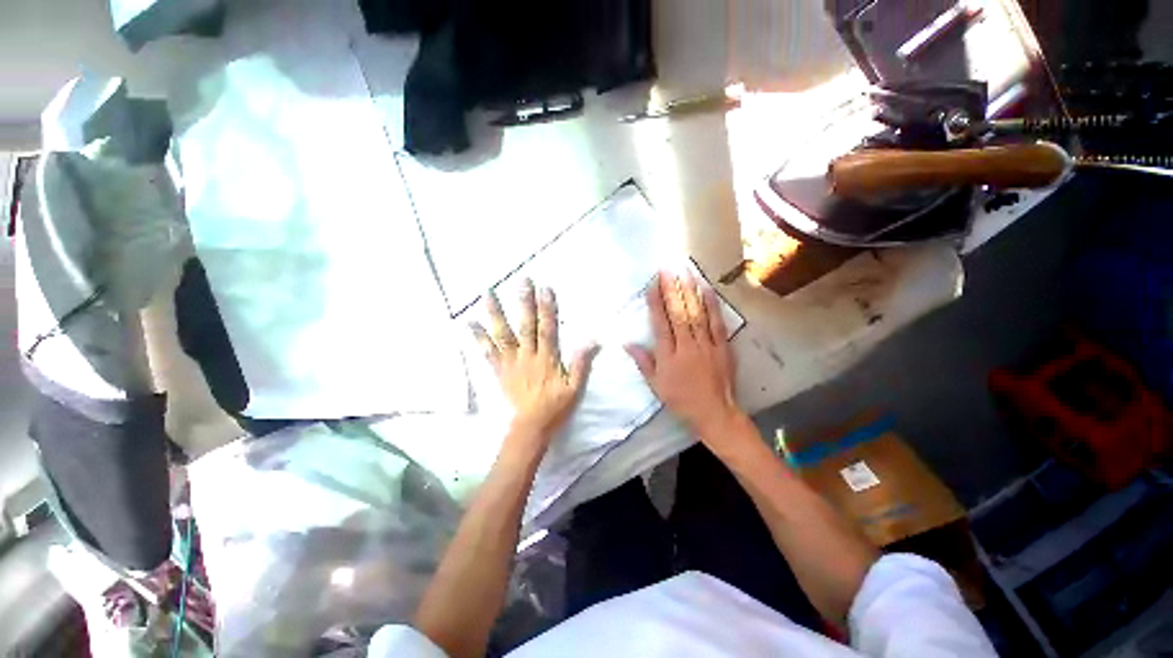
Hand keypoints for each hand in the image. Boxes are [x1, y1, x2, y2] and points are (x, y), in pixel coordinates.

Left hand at [471, 280, 598, 450]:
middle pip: (526, 326)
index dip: (547, 308)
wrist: (531, 426)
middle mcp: (527, 356)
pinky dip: (479, 338)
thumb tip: (592, 341)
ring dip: (496, 314)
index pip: (548, 328)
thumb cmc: (555, 406)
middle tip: (521, 281)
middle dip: (524, 303)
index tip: (545, 289)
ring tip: (488, 294)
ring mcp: (511, 362)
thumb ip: (581, 364)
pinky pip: (488, 353)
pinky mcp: (500, 370)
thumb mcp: (575, 388)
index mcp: (547, 358)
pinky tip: (471, 324)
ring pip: (503, 335)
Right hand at [626, 272, 744, 445]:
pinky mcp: (722, 346)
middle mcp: (687, 346)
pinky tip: (707, 289)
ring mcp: (706, 344)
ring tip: (685, 272)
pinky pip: (717, 322)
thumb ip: (643, 362)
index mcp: (669, 356)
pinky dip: (712, 305)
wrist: (715, 413)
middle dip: (672, 289)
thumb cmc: (680, 399)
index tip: (652, 284)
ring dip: (690, 291)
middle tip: (667, 269)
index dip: (655, 302)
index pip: (660, 323)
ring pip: (697, 314)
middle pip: (678, 313)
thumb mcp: (656, 385)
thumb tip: (628, 343)